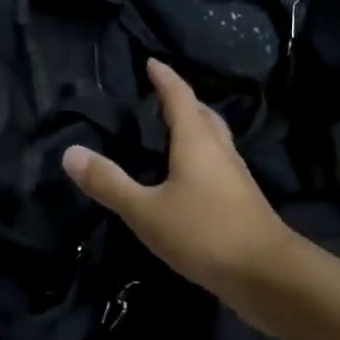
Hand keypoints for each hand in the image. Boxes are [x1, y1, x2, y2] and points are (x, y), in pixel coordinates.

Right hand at [63, 60, 290, 297]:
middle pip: (204, 115)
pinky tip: (191, 179)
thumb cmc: (204, 233)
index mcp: (196, 142)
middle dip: (184, 101)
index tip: (152, 62)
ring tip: (175, 132)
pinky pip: (219, 165)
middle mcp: (220, 152)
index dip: (165, 78)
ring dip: (197, 128)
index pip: (179, 98)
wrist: (268, 277)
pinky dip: (203, 157)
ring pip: (216, 140)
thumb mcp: (146, 211)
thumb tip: (70, 153)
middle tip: (162, 96)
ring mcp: (236, 178)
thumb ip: (109, 183)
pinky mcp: (243, 203)